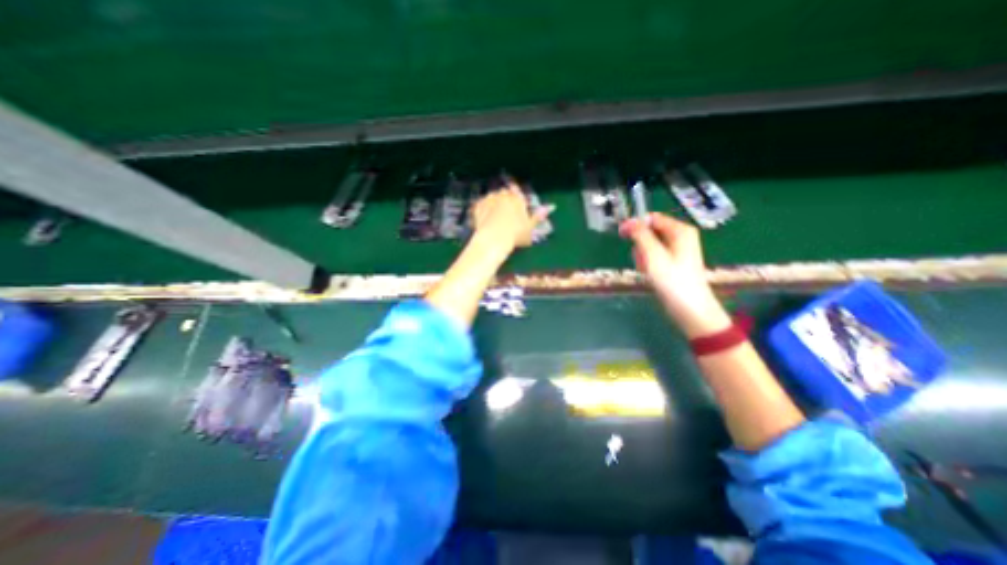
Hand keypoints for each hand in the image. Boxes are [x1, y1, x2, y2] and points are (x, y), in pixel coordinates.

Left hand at [472, 182, 549, 248]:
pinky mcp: (477, 206)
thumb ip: (538, 216)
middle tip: (504, 213)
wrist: (494, 238)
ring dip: (493, 203)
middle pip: (503, 193)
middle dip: (504, 200)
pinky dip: (482, 210)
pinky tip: (483, 219)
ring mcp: (489, 199)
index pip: (516, 190)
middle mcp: (503, 195)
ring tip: (493, 217)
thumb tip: (550, 207)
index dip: (515, 195)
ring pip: (491, 197)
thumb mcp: (530, 227)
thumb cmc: (515, 234)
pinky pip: (480, 205)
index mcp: (517, 198)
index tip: (514, 203)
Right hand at [618, 212, 728, 337]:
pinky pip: (653, 256)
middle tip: (641, 259)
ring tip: (646, 269)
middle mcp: (680, 237)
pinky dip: (647, 263)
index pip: (652, 218)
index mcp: (680, 230)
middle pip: (650, 232)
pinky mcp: (672, 263)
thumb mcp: (653, 255)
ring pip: (649, 246)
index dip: (636, 224)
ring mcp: (677, 250)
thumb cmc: (672, 280)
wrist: (689, 308)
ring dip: (642, 256)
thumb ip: (640, 235)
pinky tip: (649, 274)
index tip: (622, 234)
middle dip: (640, 245)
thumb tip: (628, 221)